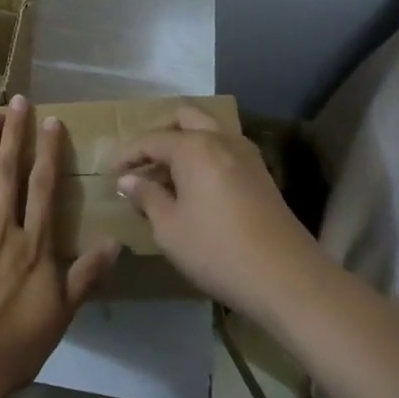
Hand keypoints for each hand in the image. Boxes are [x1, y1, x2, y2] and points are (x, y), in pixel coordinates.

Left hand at [0, 96, 118, 397]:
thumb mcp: (62, 314)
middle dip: (15, 133)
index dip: (48, 151)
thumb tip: (117, 243)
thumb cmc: (16, 342)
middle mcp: (3, 227)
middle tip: (18, 101)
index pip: (43, 186)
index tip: (51, 121)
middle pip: (10, 171)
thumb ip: (87, 275)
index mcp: (34, 244)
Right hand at [112, 106, 322, 314]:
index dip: (127, 155)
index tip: (110, 172)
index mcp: (193, 147)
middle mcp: (220, 139)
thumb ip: (147, 197)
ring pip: (209, 131)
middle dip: (160, 135)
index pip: (151, 140)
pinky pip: (225, 150)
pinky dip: (205, 157)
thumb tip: (129, 180)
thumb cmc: (217, 250)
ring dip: (185, 143)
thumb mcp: (169, 228)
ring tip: (168, 174)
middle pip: (185, 119)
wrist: (288, 279)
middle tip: (143, 163)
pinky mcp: (262, 174)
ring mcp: (246, 155)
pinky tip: (196, 186)